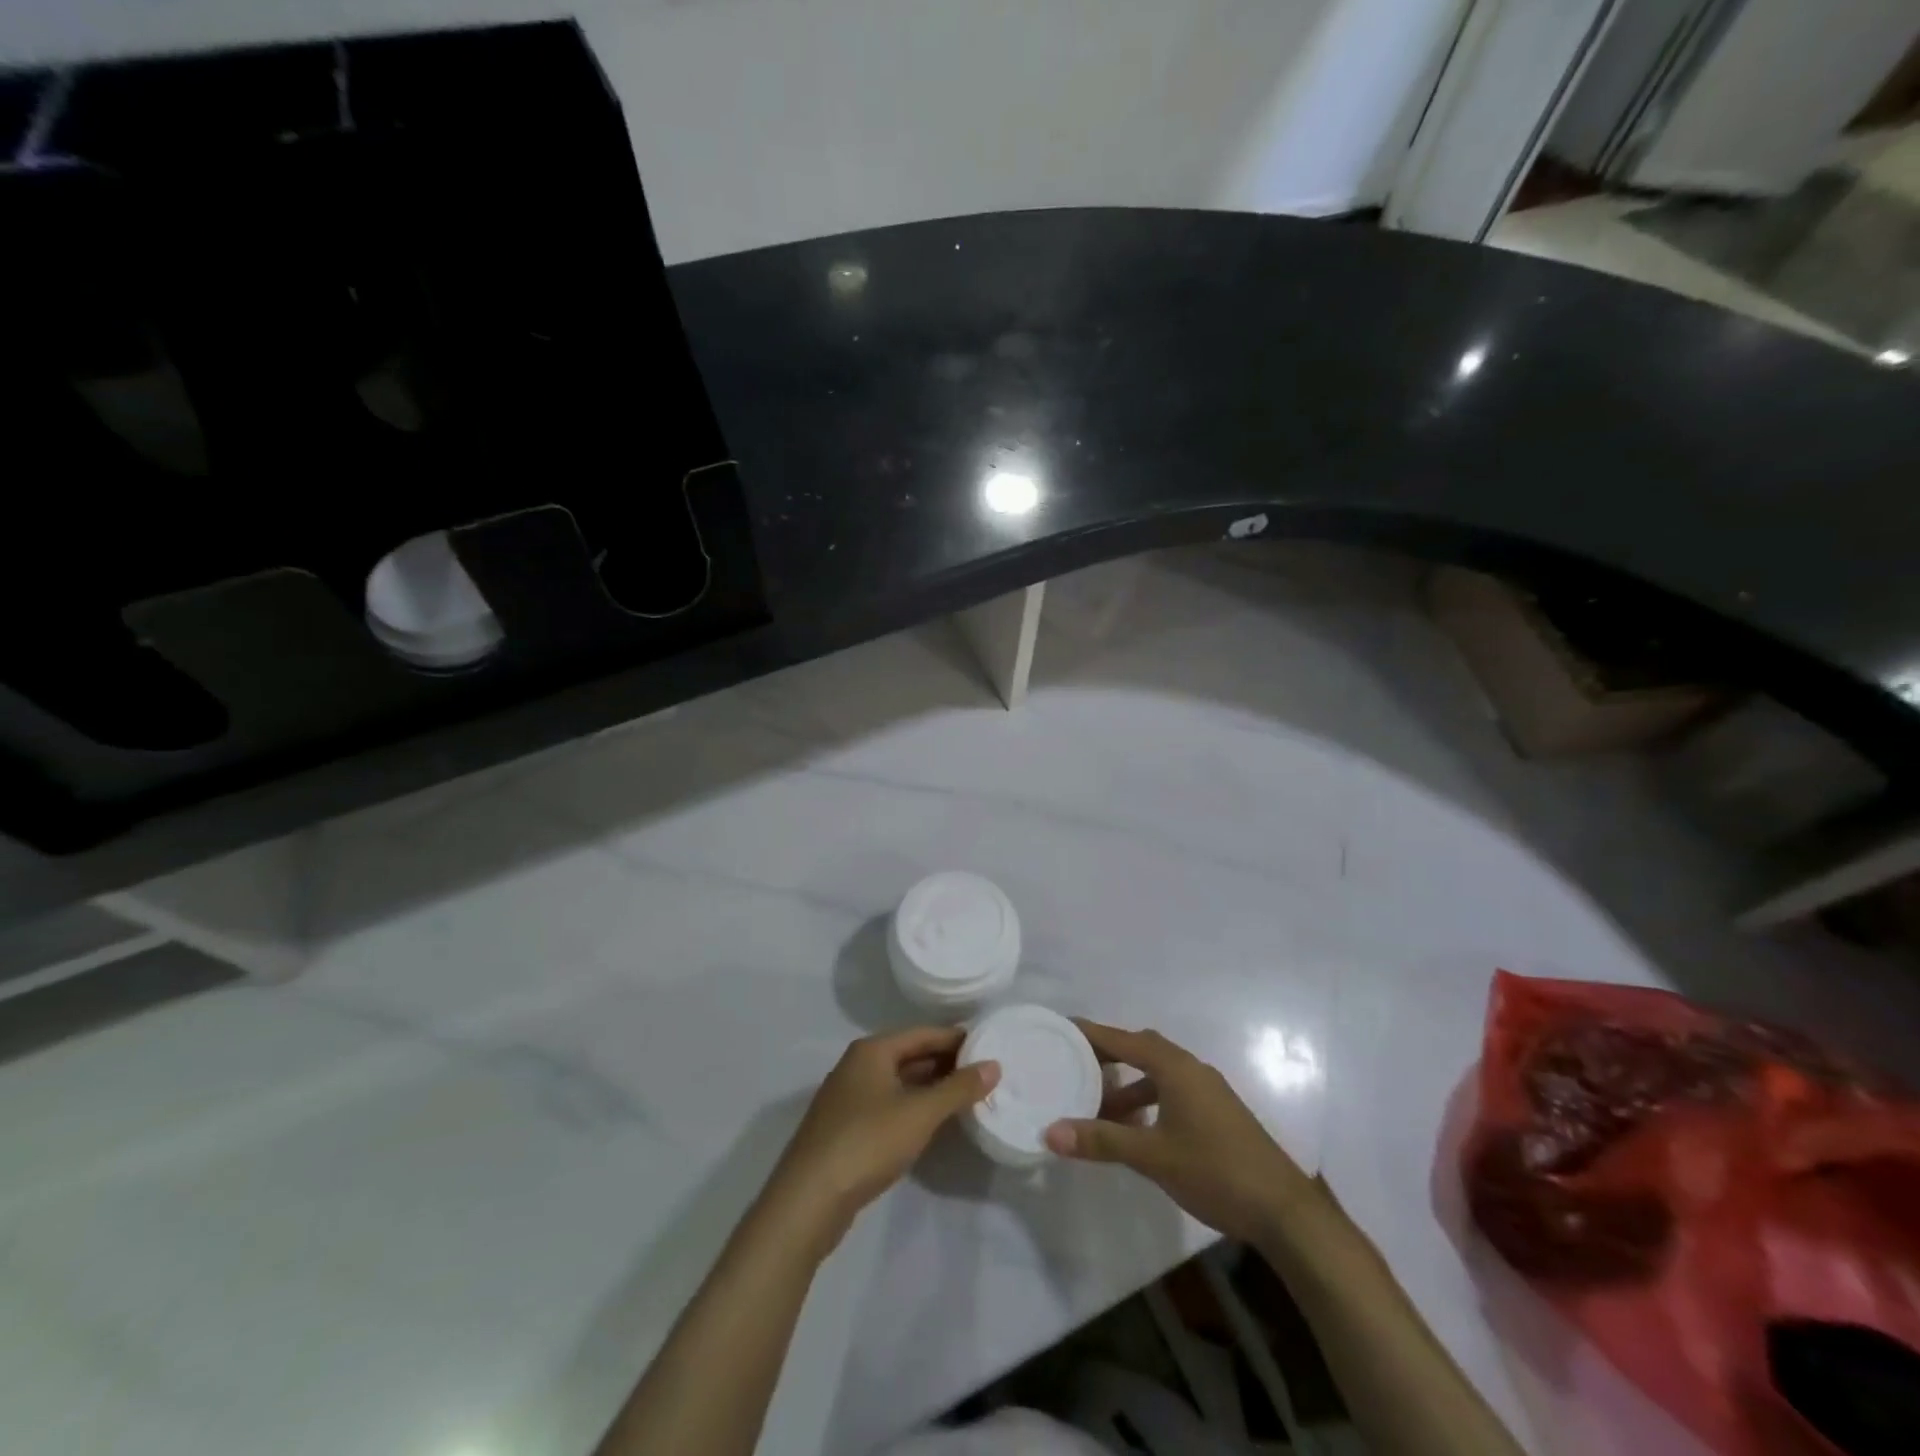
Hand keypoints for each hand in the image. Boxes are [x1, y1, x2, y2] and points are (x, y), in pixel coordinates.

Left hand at [763, 1027, 998, 1251]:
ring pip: (899, 1082)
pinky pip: (888, 1105)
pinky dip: (913, 1108)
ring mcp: (848, 1097)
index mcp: (872, 1050)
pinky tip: (932, 1123)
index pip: (923, 1033)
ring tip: (966, 1096)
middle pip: (910, 1055)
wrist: (808, 1199)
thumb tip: (994, 1065)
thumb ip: (958, 1088)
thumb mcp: (920, 1113)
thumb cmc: (867, 1142)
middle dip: (945, 1063)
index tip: (989, 1045)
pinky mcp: (845, 1128)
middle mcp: (858, 1065)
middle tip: (984, 1073)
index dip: (956, 1039)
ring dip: (930, 1088)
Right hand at [1045, 1021, 1311, 1243]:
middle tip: (1075, 1064)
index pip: (1124, 1039)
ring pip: (1158, 1073)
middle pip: (1141, 1049)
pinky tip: (1136, 1130)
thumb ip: (1102, 1141)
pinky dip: (1148, 1100)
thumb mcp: (1152, 1156)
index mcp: (1175, 1067)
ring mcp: (1208, 1090)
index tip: (1062, 1027)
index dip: (1092, 1033)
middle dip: (1108, 1055)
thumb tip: (1051, 1132)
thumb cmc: (1215, 1171)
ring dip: (1128, 1085)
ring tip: (1098, 1107)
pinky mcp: (1217, 1112)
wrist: (1283, 1210)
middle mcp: (1191, 1069)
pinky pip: (1172, 1091)